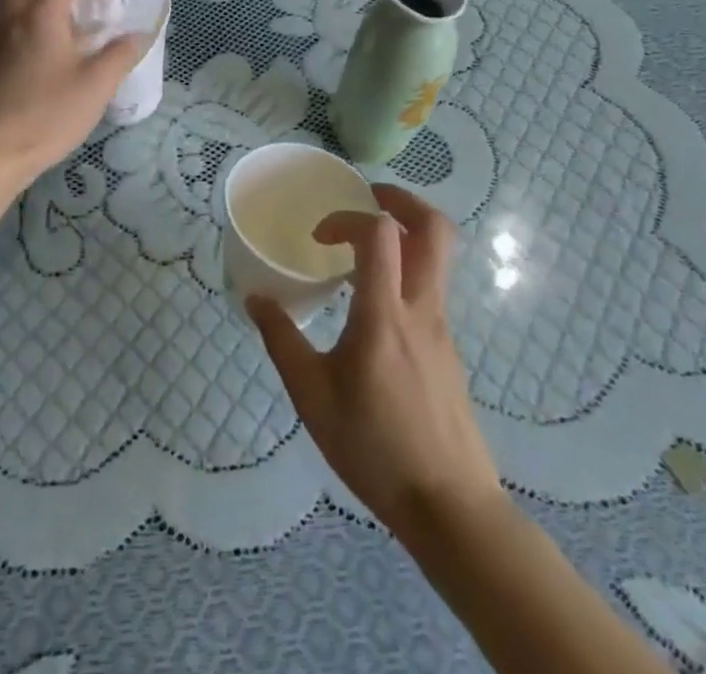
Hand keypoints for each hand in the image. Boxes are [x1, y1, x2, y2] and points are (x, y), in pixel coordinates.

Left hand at [0, 0, 148, 186]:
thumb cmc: (46, 112)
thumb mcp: (96, 86)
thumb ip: (120, 55)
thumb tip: (138, 34)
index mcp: (40, 13)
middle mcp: (13, 17)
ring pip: (10, 2)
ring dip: (34, 0)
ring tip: (66, 24)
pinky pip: (7, 26)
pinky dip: (25, 24)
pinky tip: (47, 53)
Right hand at [248, 185, 501, 542]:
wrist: (450, 508)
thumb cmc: (374, 448)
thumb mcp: (312, 396)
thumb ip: (282, 340)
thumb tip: (255, 298)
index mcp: (385, 314)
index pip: (380, 232)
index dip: (347, 217)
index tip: (321, 237)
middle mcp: (423, 309)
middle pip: (436, 229)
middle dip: (402, 199)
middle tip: (368, 197)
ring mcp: (443, 328)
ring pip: (439, 257)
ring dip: (406, 233)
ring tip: (365, 248)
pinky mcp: (450, 350)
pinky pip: (432, 289)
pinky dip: (407, 272)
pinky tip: (376, 308)